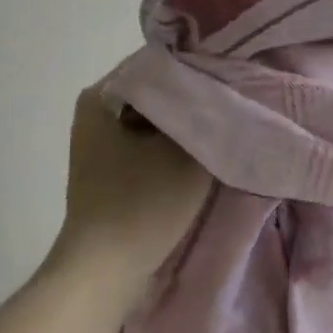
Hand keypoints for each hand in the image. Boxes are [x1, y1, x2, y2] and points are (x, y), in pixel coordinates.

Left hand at [44, 81, 213, 297]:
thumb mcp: (189, 149)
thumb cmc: (143, 202)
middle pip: (159, 88)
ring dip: (188, 119)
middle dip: (195, 92)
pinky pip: (149, 139)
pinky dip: (175, 141)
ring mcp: (100, 141)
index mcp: (102, 94)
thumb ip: (210, 111)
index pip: (161, 60)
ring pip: (157, 116)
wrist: (105, 271)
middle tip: (236, 96)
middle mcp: (96, 111)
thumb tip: (226, 85)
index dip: (201, 65)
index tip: (234, 73)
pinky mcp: (110, 168)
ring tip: (226, 121)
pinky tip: (204, 148)